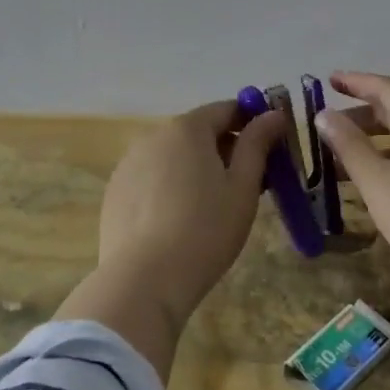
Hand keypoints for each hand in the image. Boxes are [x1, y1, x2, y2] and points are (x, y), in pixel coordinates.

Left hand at [94, 99, 287, 333]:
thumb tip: (273, 114)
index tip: (271, 147)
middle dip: (226, 149)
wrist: (143, 280)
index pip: (226, 109)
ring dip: (197, 168)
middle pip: (198, 132)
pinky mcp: (116, 191)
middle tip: (249, 183)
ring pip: (174, 156)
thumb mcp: (242, 188)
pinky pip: (152, 178)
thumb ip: (257, 145)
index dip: (252, 122)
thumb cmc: (204, 230)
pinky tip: (180, 221)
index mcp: (187, 128)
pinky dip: (171, 187)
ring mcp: (129, 163)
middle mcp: (153, 136)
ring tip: (214, 207)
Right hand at [317, 71, 389, 313]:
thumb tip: (324, 115)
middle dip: (362, 114)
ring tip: (343, 157)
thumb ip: (350, 146)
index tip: (329, 79)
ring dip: (375, 141)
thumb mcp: (379, 183)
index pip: (388, 88)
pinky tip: (376, 183)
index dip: (356, 82)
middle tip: (329, 125)